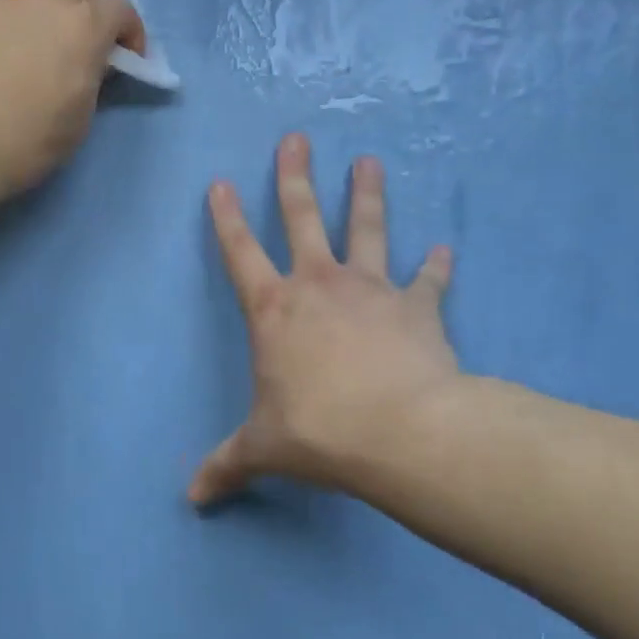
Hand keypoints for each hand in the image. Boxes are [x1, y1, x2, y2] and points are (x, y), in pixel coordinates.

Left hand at [0, 0, 145, 208]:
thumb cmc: (27, 138)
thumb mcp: (81, 118)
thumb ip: (94, 78)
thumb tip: (89, 63)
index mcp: (84, 23)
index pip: (122, 7)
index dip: (131, 33)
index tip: (128, 62)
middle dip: (95, 10)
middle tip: (89, 48)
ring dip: (57, 12)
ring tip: (48, 50)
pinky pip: (12, 4)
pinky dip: (24, 19)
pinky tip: (13, 53)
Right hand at [191, 133, 461, 507]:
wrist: (400, 432)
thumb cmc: (318, 430)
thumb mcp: (263, 449)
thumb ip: (227, 466)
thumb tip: (192, 499)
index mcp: (274, 310)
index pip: (240, 252)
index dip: (228, 218)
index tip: (222, 181)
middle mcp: (319, 286)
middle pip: (303, 218)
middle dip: (295, 177)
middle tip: (296, 138)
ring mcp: (371, 291)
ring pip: (367, 230)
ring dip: (367, 196)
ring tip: (370, 161)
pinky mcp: (417, 309)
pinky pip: (427, 281)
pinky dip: (436, 267)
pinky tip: (446, 251)